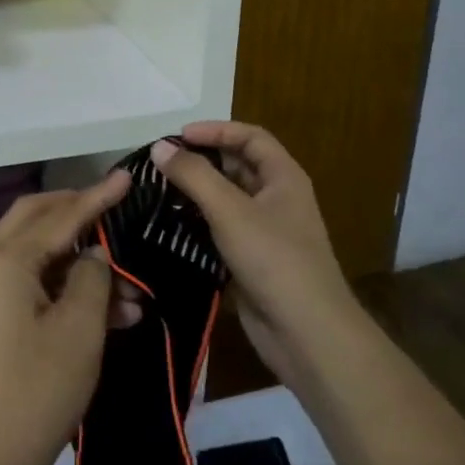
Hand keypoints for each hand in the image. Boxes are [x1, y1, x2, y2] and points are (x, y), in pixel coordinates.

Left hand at [0, 170, 131, 464]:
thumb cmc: (37, 391)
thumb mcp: (80, 330)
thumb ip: (92, 277)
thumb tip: (93, 255)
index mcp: (2, 261)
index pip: (59, 216)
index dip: (97, 197)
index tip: (127, 177)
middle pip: (35, 220)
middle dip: (78, 214)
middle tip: (115, 210)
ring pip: (36, 257)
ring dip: (79, 266)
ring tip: (130, 294)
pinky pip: (27, 285)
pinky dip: (62, 290)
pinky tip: (106, 315)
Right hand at [150, 124, 354, 380]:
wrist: (307, 334)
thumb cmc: (274, 259)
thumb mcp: (230, 210)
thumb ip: (193, 176)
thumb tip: (160, 147)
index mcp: (283, 176)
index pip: (249, 137)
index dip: (215, 130)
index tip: (178, 137)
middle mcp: (276, 198)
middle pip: (237, 166)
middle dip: (201, 161)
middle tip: (161, 164)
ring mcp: (265, 231)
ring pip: (226, 200)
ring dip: (196, 194)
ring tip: (157, 191)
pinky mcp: (251, 260)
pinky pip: (221, 230)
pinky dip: (198, 224)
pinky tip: (169, 227)